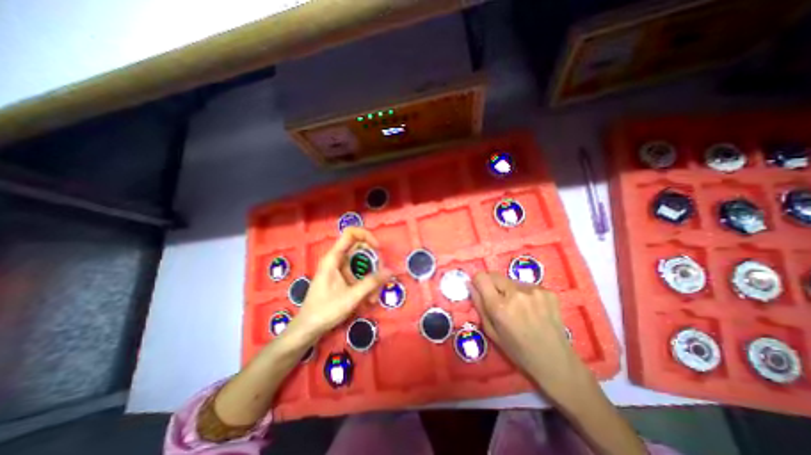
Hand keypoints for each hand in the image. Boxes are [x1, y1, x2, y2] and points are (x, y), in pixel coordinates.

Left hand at [287, 227, 392, 340]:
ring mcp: (340, 268)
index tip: (378, 249)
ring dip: (372, 276)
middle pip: (360, 248)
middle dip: (374, 261)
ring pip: (361, 262)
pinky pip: (358, 273)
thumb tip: (390, 271)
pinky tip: (369, 299)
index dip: (367, 236)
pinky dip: (367, 282)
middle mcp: (337, 259)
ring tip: (374, 296)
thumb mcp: (351, 297)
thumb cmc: (325, 310)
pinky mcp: (342, 277)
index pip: (351, 233)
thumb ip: (371, 282)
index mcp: (334, 258)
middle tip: (381, 277)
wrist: (308, 328)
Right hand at [469, 272, 583, 391]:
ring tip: (519, 307)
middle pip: (495, 275)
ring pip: (511, 280)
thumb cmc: (518, 350)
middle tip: (499, 300)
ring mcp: (534, 291)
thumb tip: (470, 285)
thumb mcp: (491, 332)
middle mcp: (516, 294)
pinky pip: (526, 285)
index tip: (480, 288)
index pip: (481, 277)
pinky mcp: (548, 291)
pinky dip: (524, 293)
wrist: (556, 361)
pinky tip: (532, 309)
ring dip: (509, 289)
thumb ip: (479, 305)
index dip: (478, 281)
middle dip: (492, 285)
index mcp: (500, 307)